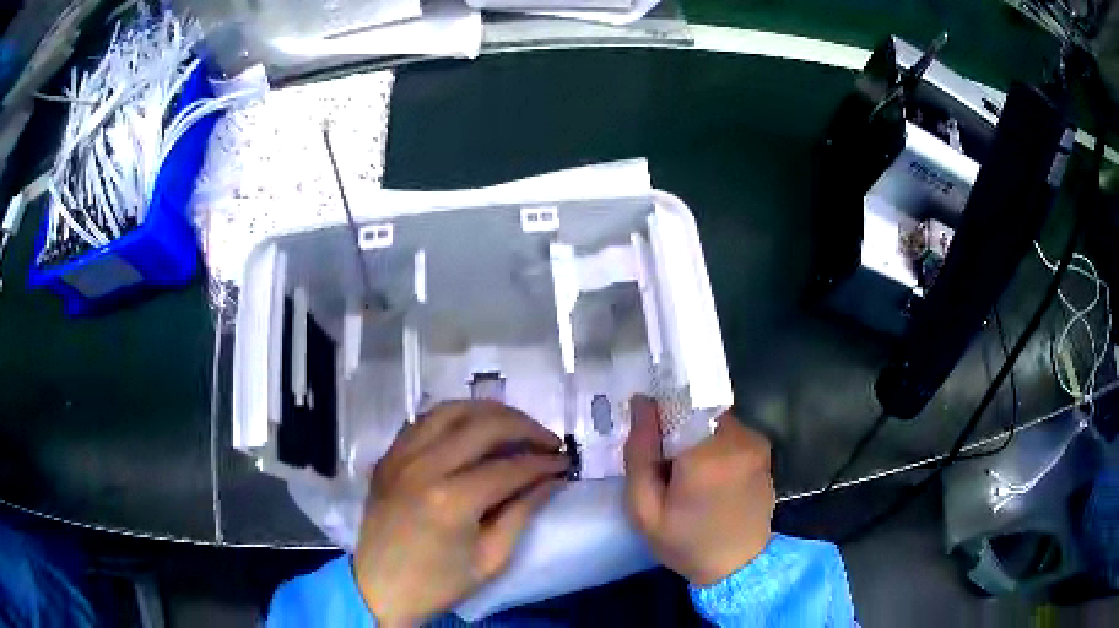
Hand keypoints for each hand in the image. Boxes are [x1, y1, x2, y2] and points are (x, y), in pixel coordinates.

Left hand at [354, 401, 568, 626]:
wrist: (379, 588)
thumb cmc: (438, 583)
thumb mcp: (491, 558)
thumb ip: (522, 512)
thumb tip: (551, 479)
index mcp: (451, 499)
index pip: (510, 467)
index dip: (544, 463)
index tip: (565, 463)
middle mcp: (424, 466)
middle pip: (484, 425)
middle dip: (525, 428)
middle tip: (548, 441)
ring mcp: (401, 456)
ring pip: (452, 410)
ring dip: (490, 412)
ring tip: (515, 426)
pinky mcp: (388, 456)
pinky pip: (424, 420)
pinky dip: (454, 417)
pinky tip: (472, 429)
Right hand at [624, 396, 774, 585]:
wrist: (739, 564)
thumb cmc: (686, 543)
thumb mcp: (644, 510)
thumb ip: (639, 454)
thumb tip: (641, 402)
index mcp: (706, 456)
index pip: (676, 404)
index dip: (659, 416)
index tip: (649, 440)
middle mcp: (738, 440)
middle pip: (696, 410)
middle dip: (677, 427)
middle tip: (664, 461)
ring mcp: (756, 442)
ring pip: (713, 418)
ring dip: (697, 434)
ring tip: (687, 470)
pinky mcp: (764, 449)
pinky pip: (730, 430)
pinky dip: (715, 442)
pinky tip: (710, 473)